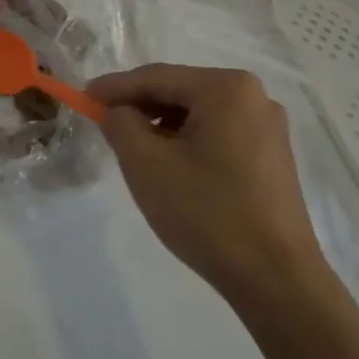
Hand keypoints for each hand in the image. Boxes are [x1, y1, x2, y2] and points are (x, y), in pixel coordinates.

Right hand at [88, 63, 328, 309]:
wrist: (276, 280)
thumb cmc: (207, 213)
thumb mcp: (146, 164)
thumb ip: (120, 124)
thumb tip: (116, 111)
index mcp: (227, 89)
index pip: (156, 78)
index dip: (113, 87)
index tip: (82, 98)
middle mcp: (254, 97)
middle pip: (179, 92)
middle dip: (139, 107)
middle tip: (103, 124)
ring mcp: (268, 128)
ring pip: (197, 114)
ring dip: (161, 126)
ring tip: (132, 149)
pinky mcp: (271, 157)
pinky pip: (217, 134)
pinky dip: (187, 142)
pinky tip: (169, 166)